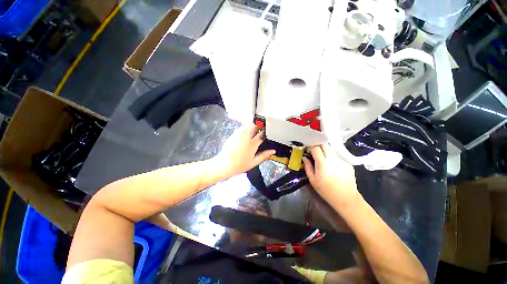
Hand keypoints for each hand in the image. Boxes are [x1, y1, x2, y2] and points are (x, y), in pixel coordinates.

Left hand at [214, 125, 274, 177]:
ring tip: (253, 133)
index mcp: (253, 143)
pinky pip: (241, 129)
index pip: (262, 133)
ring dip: (252, 128)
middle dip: (259, 127)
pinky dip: (245, 130)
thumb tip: (273, 151)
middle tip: (260, 132)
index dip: (266, 132)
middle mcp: (246, 136)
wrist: (224, 164)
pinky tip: (245, 136)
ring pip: (248, 126)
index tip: (268, 133)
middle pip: (255, 126)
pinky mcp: (233, 134)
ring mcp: (239, 134)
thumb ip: (264, 155)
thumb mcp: (254, 162)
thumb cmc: (240, 165)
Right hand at [302, 144, 358, 201]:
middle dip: (318, 145)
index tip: (308, 151)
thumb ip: (307, 166)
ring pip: (332, 148)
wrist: (346, 198)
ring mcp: (341, 159)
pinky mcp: (348, 162)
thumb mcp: (312, 180)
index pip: (316, 148)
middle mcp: (333, 158)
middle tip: (315, 152)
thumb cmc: (326, 190)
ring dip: (326, 150)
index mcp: (322, 162)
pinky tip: (332, 164)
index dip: (310, 147)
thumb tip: (304, 157)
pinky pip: (338, 155)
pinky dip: (333, 156)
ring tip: (323, 157)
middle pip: (325, 144)